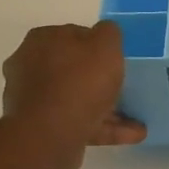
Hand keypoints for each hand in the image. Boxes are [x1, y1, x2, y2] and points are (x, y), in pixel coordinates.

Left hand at [1, 22, 145, 168]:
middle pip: (74, 70)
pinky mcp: (40, 129)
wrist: (49, 135)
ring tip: (138, 122)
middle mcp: (30, 66)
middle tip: (126, 90)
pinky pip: (77, 123)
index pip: (74, 35)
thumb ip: (108, 33)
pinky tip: (131, 135)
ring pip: (77, 100)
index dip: (98, 46)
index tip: (117, 60)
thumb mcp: (105, 45)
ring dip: (107, 110)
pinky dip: (102, 128)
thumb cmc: (79, 82)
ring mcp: (33, 100)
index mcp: (42, 40)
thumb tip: (105, 33)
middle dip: (101, 81)